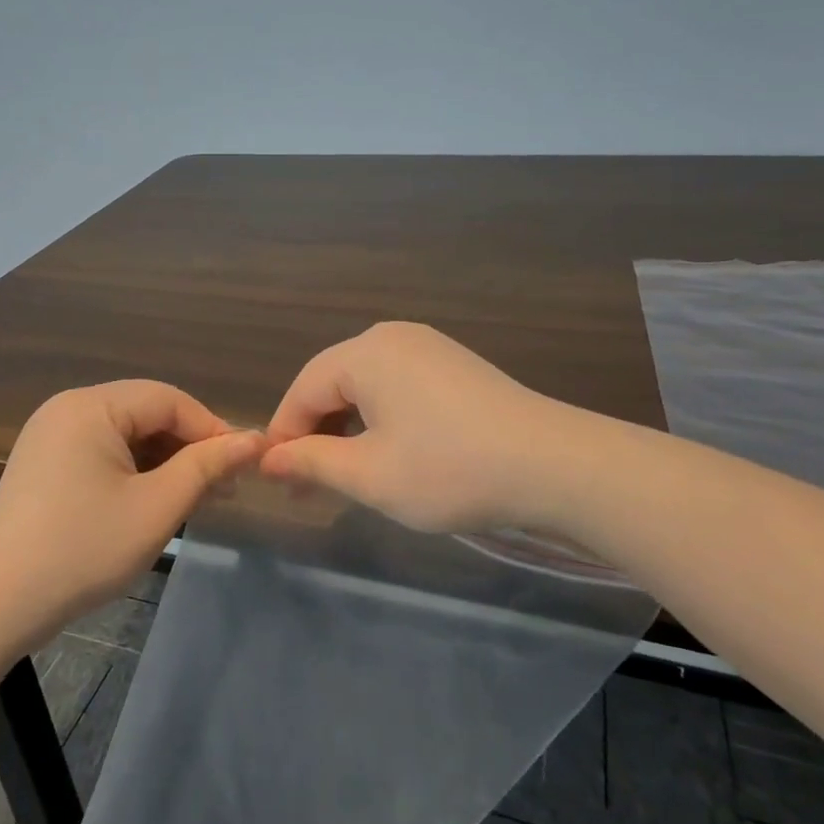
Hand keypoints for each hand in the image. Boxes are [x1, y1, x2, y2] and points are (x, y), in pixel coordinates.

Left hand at [0, 381, 262, 648]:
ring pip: (125, 435)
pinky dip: (134, 472)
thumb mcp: (156, 507)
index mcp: (91, 406)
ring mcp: (51, 436)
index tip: (247, 462)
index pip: (169, 400)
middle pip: (146, 413)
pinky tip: (154, 501)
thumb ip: (206, 467)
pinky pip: (102, 453)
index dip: (212, 428)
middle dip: (188, 447)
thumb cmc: (81, 550)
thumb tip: (253, 440)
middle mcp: (68, 408)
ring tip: (197, 497)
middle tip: (226, 484)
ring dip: (163, 461)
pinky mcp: (44, 464)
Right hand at [260, 321, 555, 533]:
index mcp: (365, 353)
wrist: (555, 465)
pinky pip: (396, 386)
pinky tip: (388, 452)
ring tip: (344, 475)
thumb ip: (310, 462)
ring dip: (346, 428)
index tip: (275, 481)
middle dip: (315, 433)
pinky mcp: (453, 364)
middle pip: (332, 383)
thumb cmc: (449, 469)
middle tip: (307, 486)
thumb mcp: (369, 474)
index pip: (302, 390)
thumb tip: (267, 459)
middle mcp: (391, 337)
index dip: (282, 435)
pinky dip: (379, 419)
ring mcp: (427, 347)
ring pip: (364, 386)